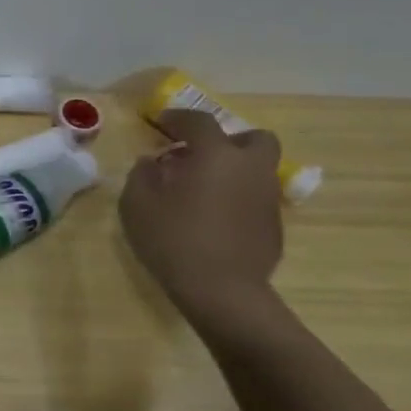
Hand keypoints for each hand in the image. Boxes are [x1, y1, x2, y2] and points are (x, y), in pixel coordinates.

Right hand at [120, 108, 284, 314]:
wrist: (221, 292)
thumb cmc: (173, 239)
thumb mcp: (137, 203)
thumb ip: (142, 174)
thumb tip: (152, 162)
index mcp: (216, 155)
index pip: (199, 121)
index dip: (177, 118)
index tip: (159, 123)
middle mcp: (250, 169)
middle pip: (254, 138)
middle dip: (228, 140)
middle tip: (200, 155)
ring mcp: (267, 198)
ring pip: (257, 170)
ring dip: (233, 170)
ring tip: (202, 189)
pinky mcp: (274, 227)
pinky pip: (256, 198)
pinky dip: (238, 198)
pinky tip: (214, 219)